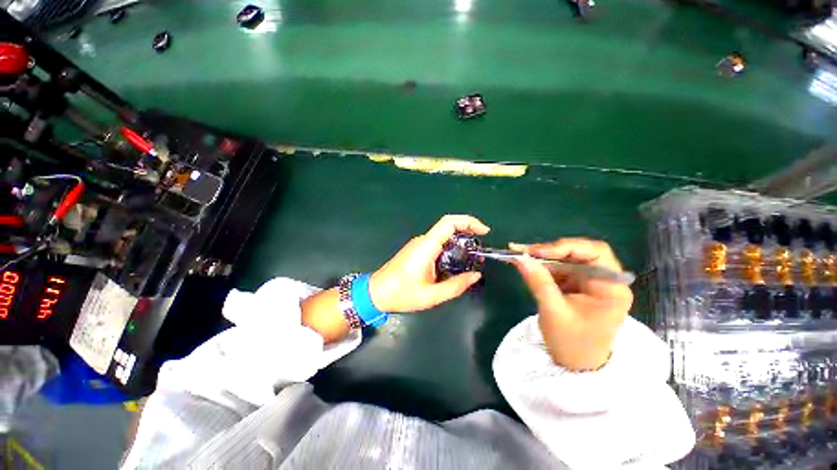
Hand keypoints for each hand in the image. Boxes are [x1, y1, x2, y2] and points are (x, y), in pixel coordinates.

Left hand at [370, 215, 489, 312]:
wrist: (377, 292)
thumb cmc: (402, 294)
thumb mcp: (432, 295)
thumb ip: (456, 286)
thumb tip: (475, 276)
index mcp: (426, 246)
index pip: (449, 222)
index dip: (469, 221)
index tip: (484, 231)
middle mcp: (423, 240)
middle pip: (449, 228)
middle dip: (468, 233)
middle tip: (480, 250)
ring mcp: (419, 244)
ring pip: (444, 237)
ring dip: (459, 243)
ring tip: (470, 260)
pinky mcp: (417, 250)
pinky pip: (437, 244)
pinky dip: (450, 249)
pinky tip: (455, 264)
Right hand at [511, 239, 632, 370]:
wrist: (576, 365)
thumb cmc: (572, 343)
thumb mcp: (554, 312)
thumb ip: (539, 282)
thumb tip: (520, 258)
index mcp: (611, 287)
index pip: (595, 252)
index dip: (566, 246)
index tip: (537, 251)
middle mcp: (604, 279)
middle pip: (578, 252)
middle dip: (549, 251)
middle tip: (523, 251)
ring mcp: (589, 281)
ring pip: (566, 258)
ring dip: (542, 256)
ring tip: (519, 254)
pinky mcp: (576, 284)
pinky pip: (559, 268)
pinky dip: (541, 265)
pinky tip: (526, 264)